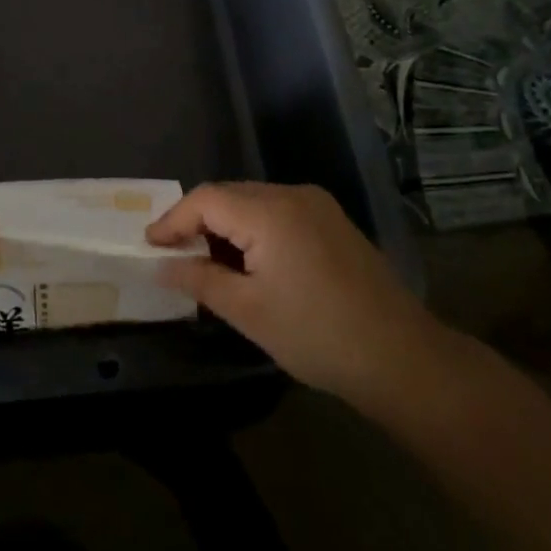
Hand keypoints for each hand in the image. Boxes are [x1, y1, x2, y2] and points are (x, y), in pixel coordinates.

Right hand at [147, 182, 440, 404]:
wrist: (401, 356)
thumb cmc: (317, 335)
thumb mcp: (248, 311)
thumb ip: (200, 280)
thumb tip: (162, 265)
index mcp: (269, 211)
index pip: (206, 199)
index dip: (173, 220)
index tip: (149, 245)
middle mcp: (292, 194)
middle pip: (229, 195)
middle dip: (197, 221)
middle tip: (173, 255)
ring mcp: (316, 205)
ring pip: (253, 202)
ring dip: (225, 226)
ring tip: (206, 261)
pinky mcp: (331, 221)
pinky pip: (277, 212)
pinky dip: (253, 229)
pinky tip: (248, 260)